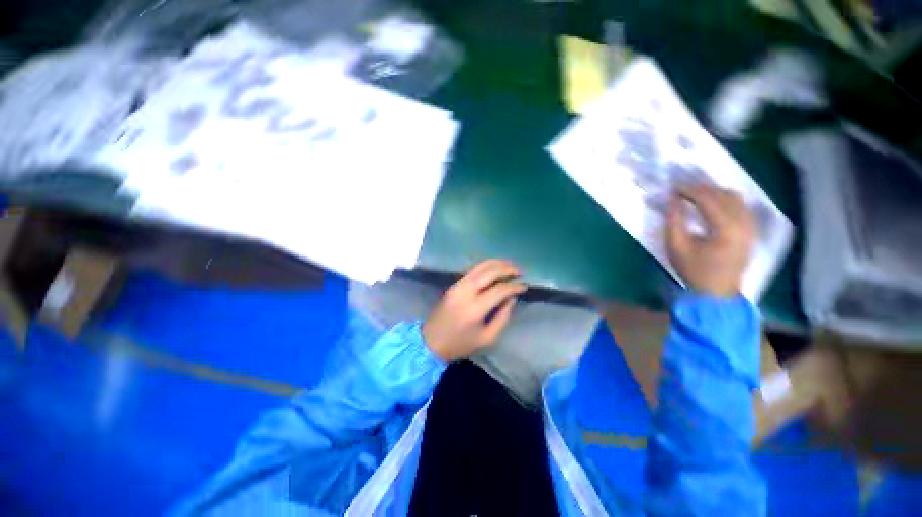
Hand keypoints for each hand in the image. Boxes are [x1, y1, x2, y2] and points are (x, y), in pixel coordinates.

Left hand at [423, 259, 526, 361]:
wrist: (431, 342)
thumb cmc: (460, 344)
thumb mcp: (487, 338)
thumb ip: (502, 317)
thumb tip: (511, 298)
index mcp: (475, 308)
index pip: (499, 290)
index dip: (514, 287)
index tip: (524, 286)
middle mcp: (466, 292)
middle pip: (489, 272)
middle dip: (507, 268)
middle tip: (520, 271)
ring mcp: (458, 286)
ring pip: (479, 267)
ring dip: (496, 263)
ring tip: (510, 265)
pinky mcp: (453, 285)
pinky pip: (472, 270)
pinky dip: (485, 266)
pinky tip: (495, 268)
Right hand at [665, 184, 755, 297]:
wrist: (717, 292)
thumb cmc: (693, 270)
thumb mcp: (675, 246)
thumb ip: (673, 220)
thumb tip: (672, 198)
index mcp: (725, 229)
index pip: (708, 199)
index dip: (689, 190)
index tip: (673, 188)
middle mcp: (744, 223)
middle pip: (724, 194)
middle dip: (701, 188)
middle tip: (682, 189)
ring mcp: (751, 226)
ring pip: (735, 197)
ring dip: (714, 192)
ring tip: (695, 194)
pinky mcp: (752, 230)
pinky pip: (741, 205)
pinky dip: (725, 199)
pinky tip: (712, 203)